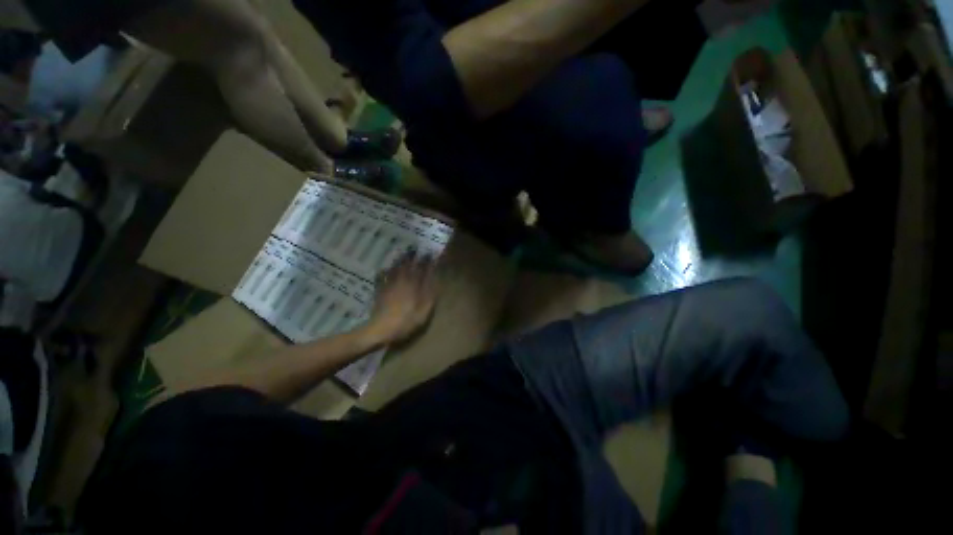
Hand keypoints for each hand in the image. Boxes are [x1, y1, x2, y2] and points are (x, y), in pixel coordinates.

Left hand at [367, 252, 439, 345]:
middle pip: (407, 266)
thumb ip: (430, 296)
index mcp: (413, 287)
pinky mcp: (380, 291)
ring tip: (402, 254)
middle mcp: (402, 282)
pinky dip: (384, 271)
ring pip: (394, 269)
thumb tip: (435, 282)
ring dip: (399, 261)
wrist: (380, 329)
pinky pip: (381, 277)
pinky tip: (384, 269)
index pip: (421, 270)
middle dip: (411, 257)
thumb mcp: (423, 312)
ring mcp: (389, 286)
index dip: (426, 262)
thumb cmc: (405, 322)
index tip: (430, 254)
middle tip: (414, 249)